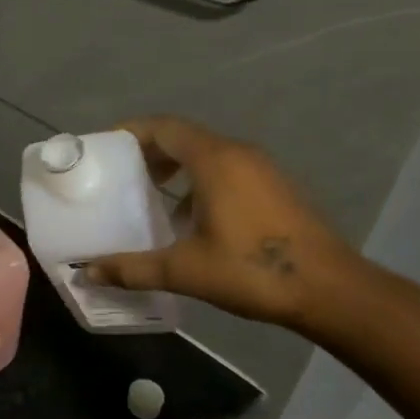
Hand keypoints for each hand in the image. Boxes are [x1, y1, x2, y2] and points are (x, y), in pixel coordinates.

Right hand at [83, 116, 361, 329]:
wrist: (332, 291)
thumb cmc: (253, 271)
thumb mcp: (184, 271)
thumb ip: (132, 268)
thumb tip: (87, 274)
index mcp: (215, 161)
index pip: (164, 127)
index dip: (130, 131)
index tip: (105, 148)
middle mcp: (238, 153)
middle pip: (184, 136)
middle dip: (149, 149)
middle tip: (120, 172)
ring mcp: (262, 169)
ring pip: (207, 152)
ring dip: (176, 164)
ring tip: (150, 192)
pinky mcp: (276, 187)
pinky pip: (227, 167)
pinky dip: (200, 178)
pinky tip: (190, 216)